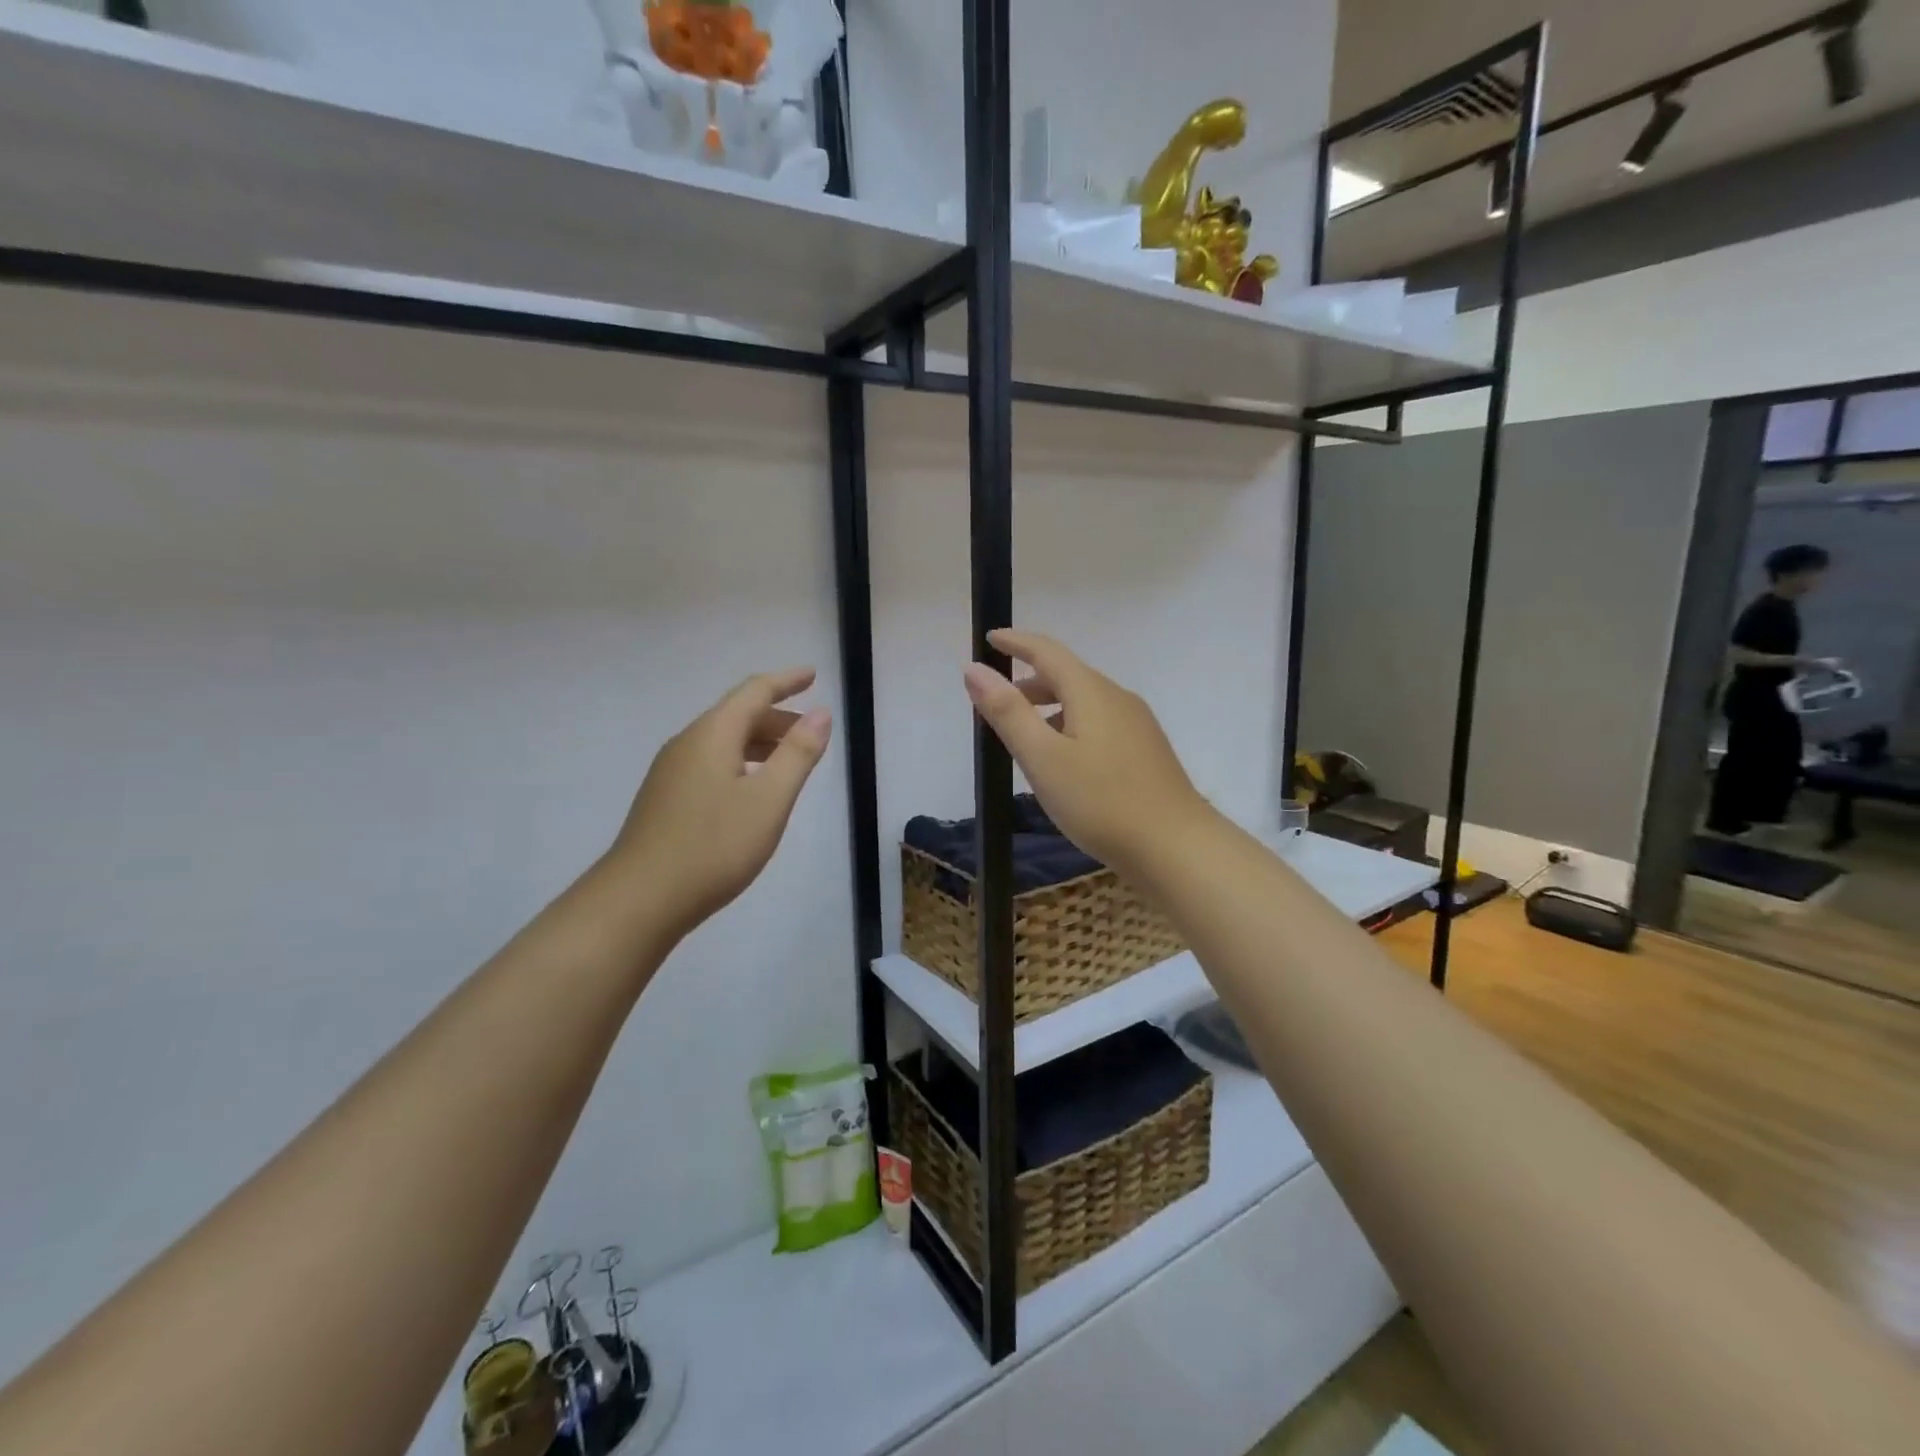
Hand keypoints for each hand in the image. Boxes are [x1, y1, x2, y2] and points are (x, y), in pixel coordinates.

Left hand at [610, 669, 831, 939]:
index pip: (754, 691)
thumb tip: (821, 714)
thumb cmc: (714, 846)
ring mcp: (671, 771)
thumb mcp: (769, 799)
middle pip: (737, 715)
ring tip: (790, 760)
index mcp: (713, 734)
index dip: (786, 681)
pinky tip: (752, 789)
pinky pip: (711, 762)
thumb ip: (798, 754)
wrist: (640, 899)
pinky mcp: (665, 798)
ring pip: (723, 741)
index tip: (813, 675)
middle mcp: (688, 743)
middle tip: (812, 731)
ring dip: (760, 742)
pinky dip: (742, 762)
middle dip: (777, 716)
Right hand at [962, 630, 1210, 876]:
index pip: (1047, 652)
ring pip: (1084, 702)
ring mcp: (1137, 725)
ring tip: (1023, 735)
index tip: (991, 638)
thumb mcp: (1043, 757)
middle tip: (995, 703)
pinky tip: (1063, 760)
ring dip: (1049, 708)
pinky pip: (1099, 723)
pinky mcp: (1146, 751)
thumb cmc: (1101, 801)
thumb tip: (974, 669)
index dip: (1016, 642)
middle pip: (1067, 676)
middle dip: (1029, 682)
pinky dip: (1070, 726)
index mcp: (1091, 691)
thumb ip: (1008, 712)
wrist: (1175, 846)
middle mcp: (1117, 698)